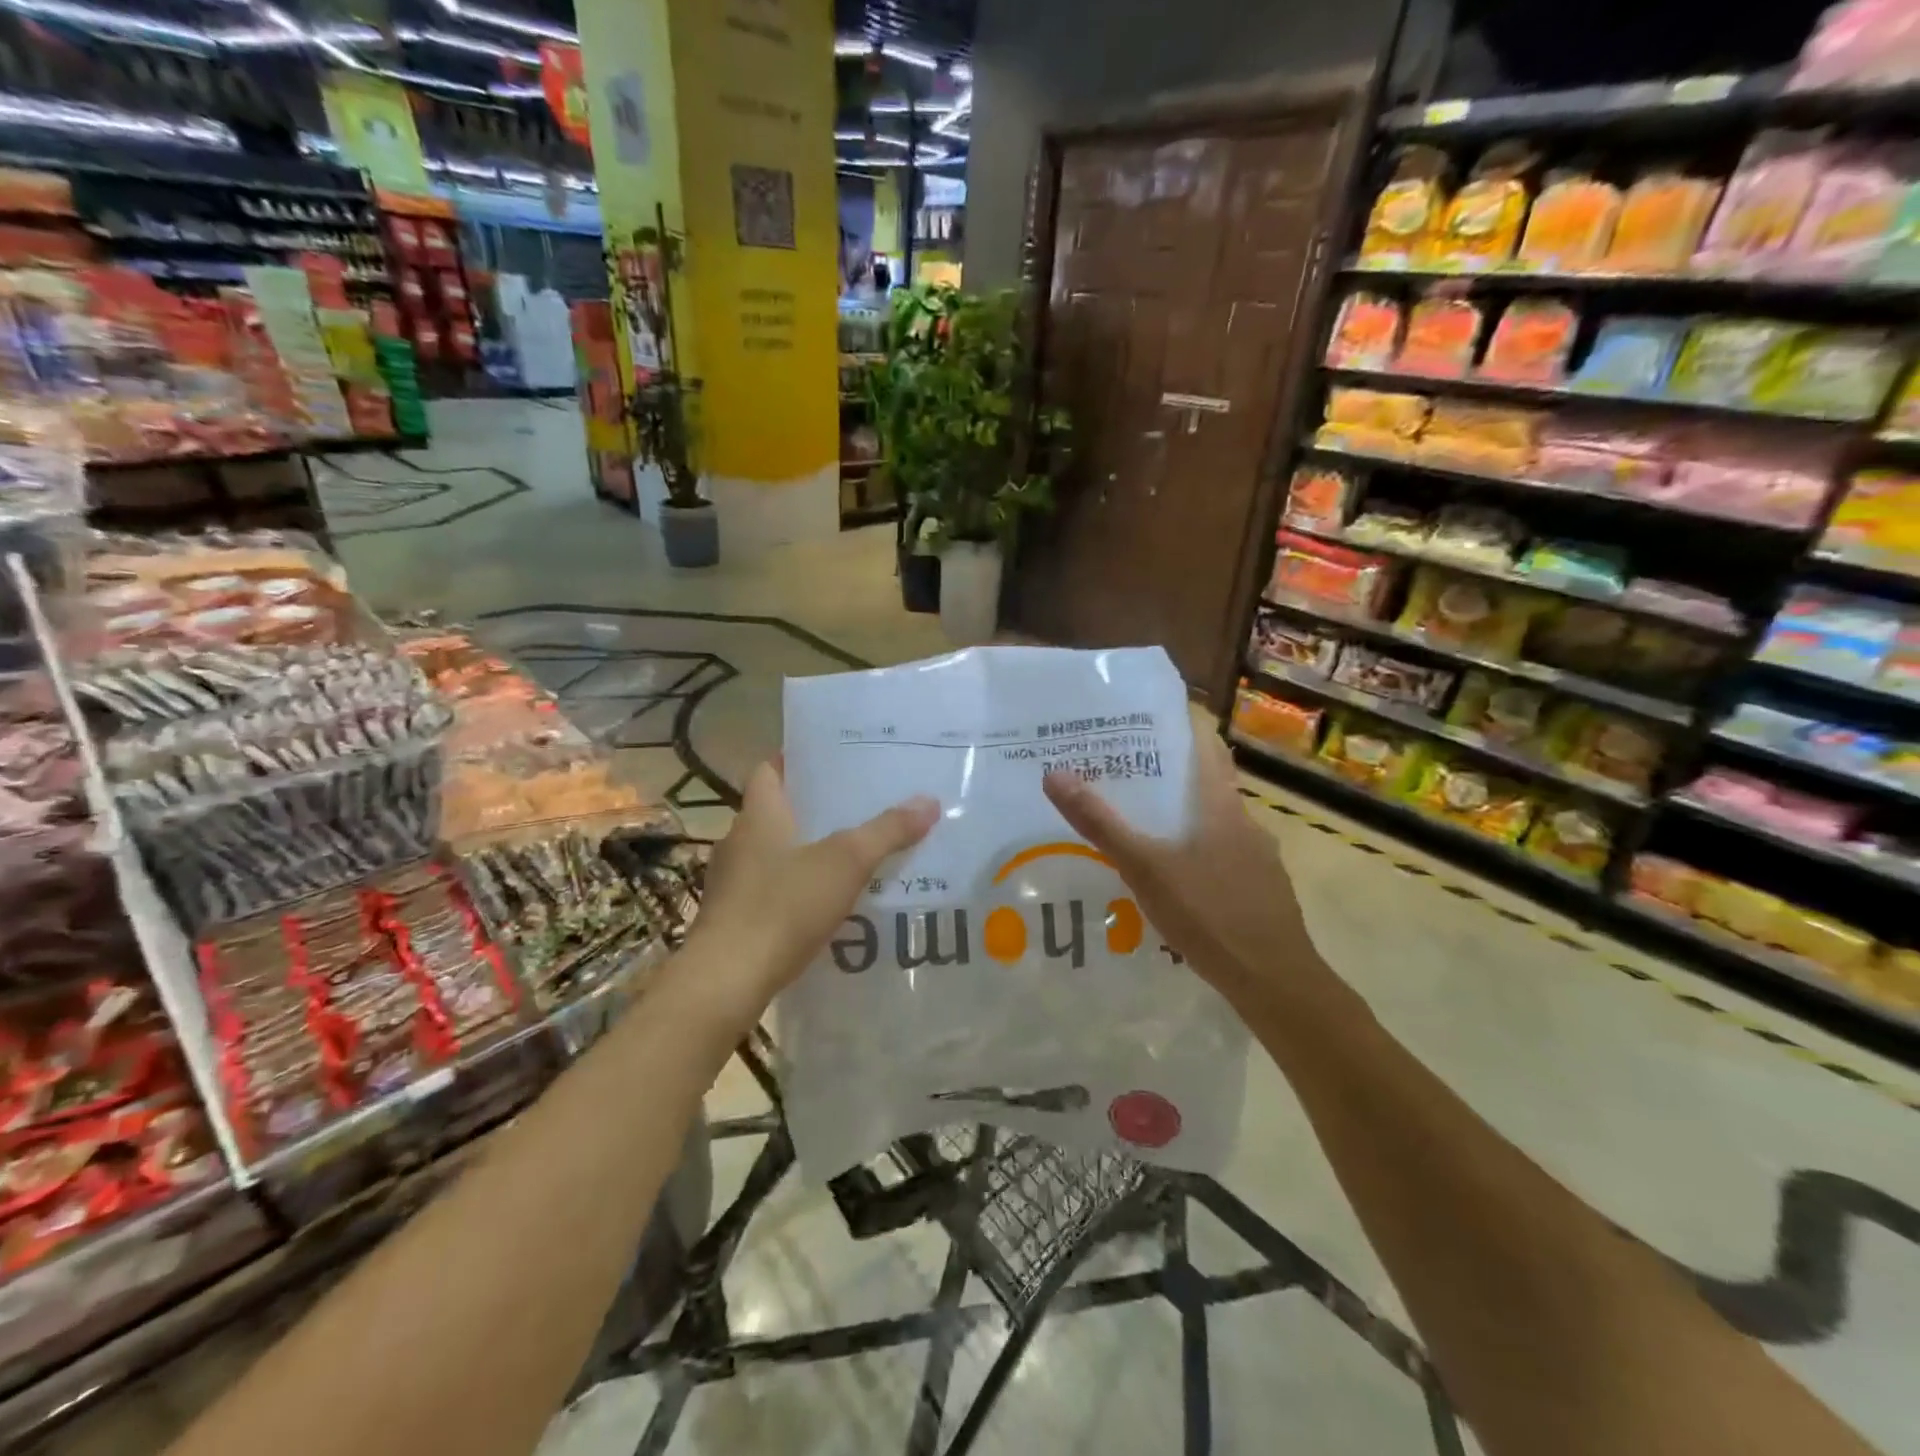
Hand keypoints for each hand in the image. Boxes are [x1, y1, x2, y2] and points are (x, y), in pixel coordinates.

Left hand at [687, 760, 937, 1023]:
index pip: (769, 769)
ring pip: (775, 852)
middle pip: (777, 811)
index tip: (832, 758)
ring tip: (853, 852)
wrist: (727, 980)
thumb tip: (929, 802)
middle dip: (815, 807)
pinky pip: (772, 889)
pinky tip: (828, 902)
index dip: (796, 759)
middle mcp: (739, 841)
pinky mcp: (735, 918)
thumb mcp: (846, 863)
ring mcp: (733, 882)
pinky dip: (798, 888)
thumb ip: (887, 831)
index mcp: (759, 815)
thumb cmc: (783, 907)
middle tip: (860, 804)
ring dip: (807, 850)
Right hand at [1042, 733, 1317, 1004]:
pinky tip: (1176, 880)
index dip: (1179, 730)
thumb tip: (1055, 775)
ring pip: (1216, 825)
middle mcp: (1246, 823)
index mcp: (1222, 807)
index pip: (1207, 748)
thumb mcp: (1144, 868)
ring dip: (1184, 819)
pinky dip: (1199, 854)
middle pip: (1208, 785)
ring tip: (1143, 828)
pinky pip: (1225, 858)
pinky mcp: (1263, 891)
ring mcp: (1259, 859)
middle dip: (1170, 777)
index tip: (1142, 725)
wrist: (1274, 981)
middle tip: (1125, 775)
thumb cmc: (1209, 913)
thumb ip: (1101, 824)